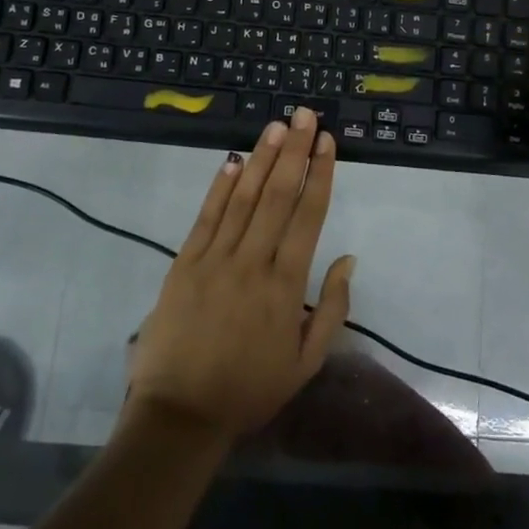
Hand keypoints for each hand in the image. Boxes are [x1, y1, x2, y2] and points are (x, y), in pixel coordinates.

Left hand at [126, 108, 354, 444]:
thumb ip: (332, 309)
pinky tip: (233, 160)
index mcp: (285, 286)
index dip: (319, 174)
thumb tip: (348, 259)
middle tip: (304, 115)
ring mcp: (214, 259)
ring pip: (243, 198)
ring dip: (261, 158)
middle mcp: (252, 262)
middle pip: (277, 195)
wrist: (180, 414)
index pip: (307, 216)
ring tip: (275, 126)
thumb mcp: (306, 363)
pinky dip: (220, 186)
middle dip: (294, 151)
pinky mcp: (184, 262)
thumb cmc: (249, 389)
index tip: (327, 141)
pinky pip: (206, 216)